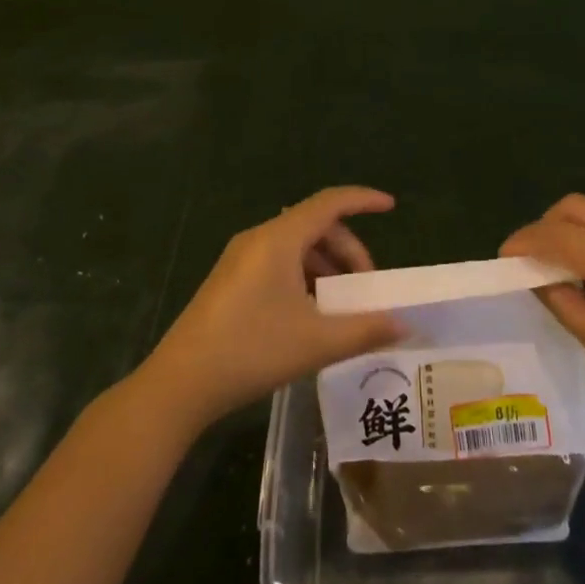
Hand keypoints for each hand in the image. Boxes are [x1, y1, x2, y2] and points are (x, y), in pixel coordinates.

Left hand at [137, 187, 403, 434]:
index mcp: (279, 239)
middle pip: (315, 226)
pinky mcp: (230, 280)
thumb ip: (365, 330)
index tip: (390, 206)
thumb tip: (405, 326)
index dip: (362, 200)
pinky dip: (303, 277)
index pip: (329, 202)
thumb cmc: (251, 351)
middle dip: (348, 251)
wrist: (180, 384)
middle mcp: (259, 238)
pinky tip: (310, 315)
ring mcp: (240, 258)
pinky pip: (278, 262)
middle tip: (366, 288)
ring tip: (341, 307)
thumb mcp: (316, 342)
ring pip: (296, 246)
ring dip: (326, 267)